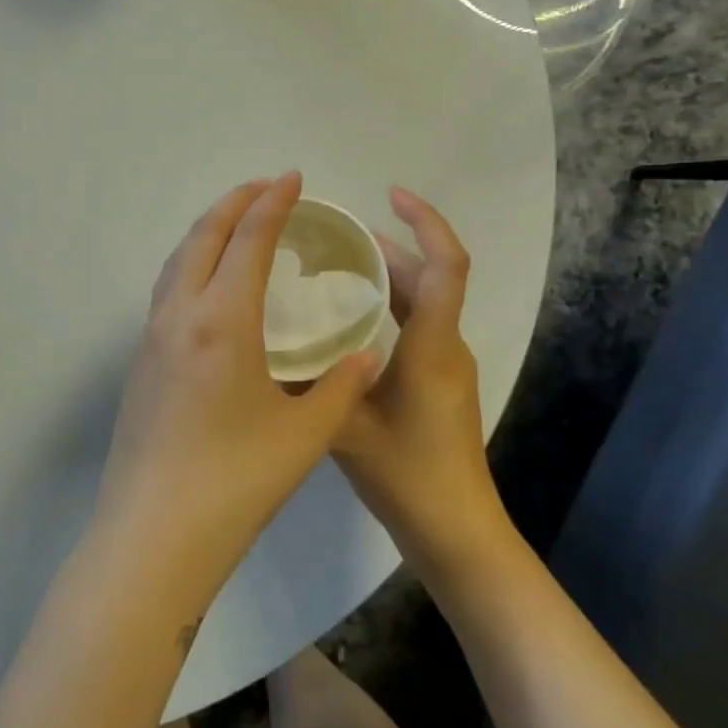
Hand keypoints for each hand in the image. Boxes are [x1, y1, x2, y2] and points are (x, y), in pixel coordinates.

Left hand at [92, 173, 381, 605]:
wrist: (154, 535)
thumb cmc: (236, 482)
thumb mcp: (305, 435)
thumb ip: (340, 387)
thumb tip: (368, 356)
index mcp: (222, 321)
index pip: (248, 240)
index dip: (273, 203)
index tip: (294, 177)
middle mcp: (180, 316)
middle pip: (202, 237)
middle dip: (234, 203)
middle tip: (267, 187)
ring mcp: (152, 339)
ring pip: (177, 261)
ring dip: (207, 231)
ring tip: (237, 225)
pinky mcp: (140, 364)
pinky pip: (167, 291)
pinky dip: (191, 265)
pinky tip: (210, 287)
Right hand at [335, 188, 515, 582]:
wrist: (456, 531)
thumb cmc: (407, 477)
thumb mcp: (346, 428)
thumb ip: (312, 386)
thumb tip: (271, 348)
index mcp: (432, 346)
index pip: (446, 266)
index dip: (426, 222)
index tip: (392, 196)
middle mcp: (446, 346)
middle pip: (431, 278)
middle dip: (392, 246)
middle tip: (338, 235)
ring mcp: (447, 366)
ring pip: (424, 302)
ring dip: (389, 277)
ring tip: (337, 266)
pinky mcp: (440, 383)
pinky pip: (419, 326)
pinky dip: (389, 308)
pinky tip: (347, 322)